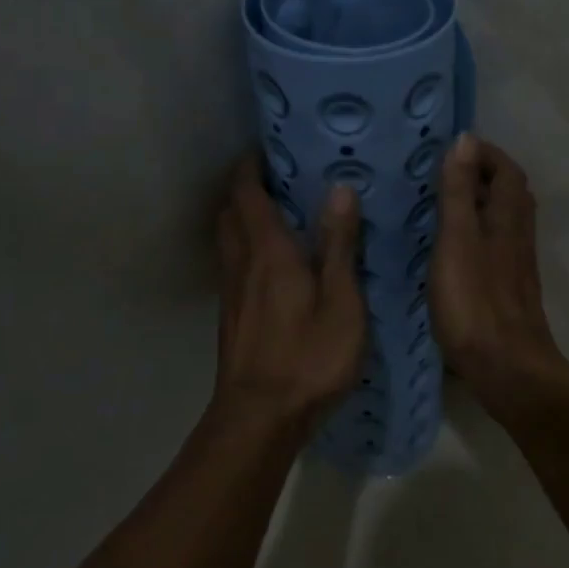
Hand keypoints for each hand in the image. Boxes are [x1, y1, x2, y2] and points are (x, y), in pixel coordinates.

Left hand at [213, 152, 366, 429]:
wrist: (259, 419)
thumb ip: (339, 245)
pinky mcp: (231, 317)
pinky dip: (245, 248)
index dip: (252, 167)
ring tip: (275, 214)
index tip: (268, 149)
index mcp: (269, 252)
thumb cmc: (309, 357)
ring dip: (242, 218)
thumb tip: (339, 188)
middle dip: (244, 189)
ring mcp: (231, 293)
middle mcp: (241, 264)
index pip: (247, 194)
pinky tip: (272, 265)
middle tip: (277, 179)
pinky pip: (232, 265)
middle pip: (229, 212)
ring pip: (227, 240)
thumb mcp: (341, 301)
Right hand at [432, 135, 568, 400]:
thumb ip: (459, 191)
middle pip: (510, 193)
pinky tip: (454, 248)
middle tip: (446, 173)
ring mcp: (516, 265)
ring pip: (504, 220)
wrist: (506, 366)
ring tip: (445, 204)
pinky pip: (496, 245)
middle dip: (484, 175)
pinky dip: (478, 232)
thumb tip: (466, 139)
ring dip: (481, 204)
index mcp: (508, 218)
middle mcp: (518, 235)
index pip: (507, 170)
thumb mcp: (457, 239)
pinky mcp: (508, 289)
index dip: (485, 154)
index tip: (454, 148)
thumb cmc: (475, 301)